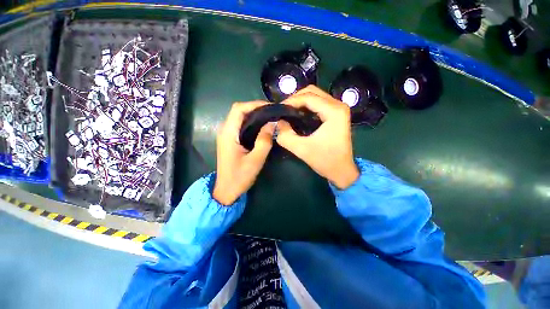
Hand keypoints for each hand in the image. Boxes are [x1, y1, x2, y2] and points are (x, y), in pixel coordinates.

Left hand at [213, 101, 274, 204]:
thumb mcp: (255, 160)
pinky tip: (261, 126)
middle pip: (238, 111)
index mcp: (228, 133)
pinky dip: (250, 122)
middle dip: (255, 108)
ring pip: (239, 117)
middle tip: (272, 112)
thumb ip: (264, 141)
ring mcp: (226, 135)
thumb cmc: (240, 177)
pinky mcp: (229, 140)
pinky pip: (240, 125)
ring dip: (253, 114)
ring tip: (269, 117)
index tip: (270, 107)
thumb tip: (272, 123)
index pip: (238, 109)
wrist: (227, 190)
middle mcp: (224, 130)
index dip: (254, 104)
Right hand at [277, 86, 359, 188]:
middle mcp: (338, 105)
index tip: (278, 109)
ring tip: (288, 112)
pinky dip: (306, 106)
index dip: (291, 101)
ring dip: (300, 102)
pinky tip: (298, 115)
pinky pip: (318, 103)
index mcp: (334, 111)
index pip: (308, 97)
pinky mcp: (336, 114)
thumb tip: (278, 122)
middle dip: (295, 99)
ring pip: (315, 96)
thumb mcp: (302, 149)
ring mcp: (338, 109)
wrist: (342, 171)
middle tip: (283, 110)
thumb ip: (286, 135)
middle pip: (312, 91)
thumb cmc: (325, 160)